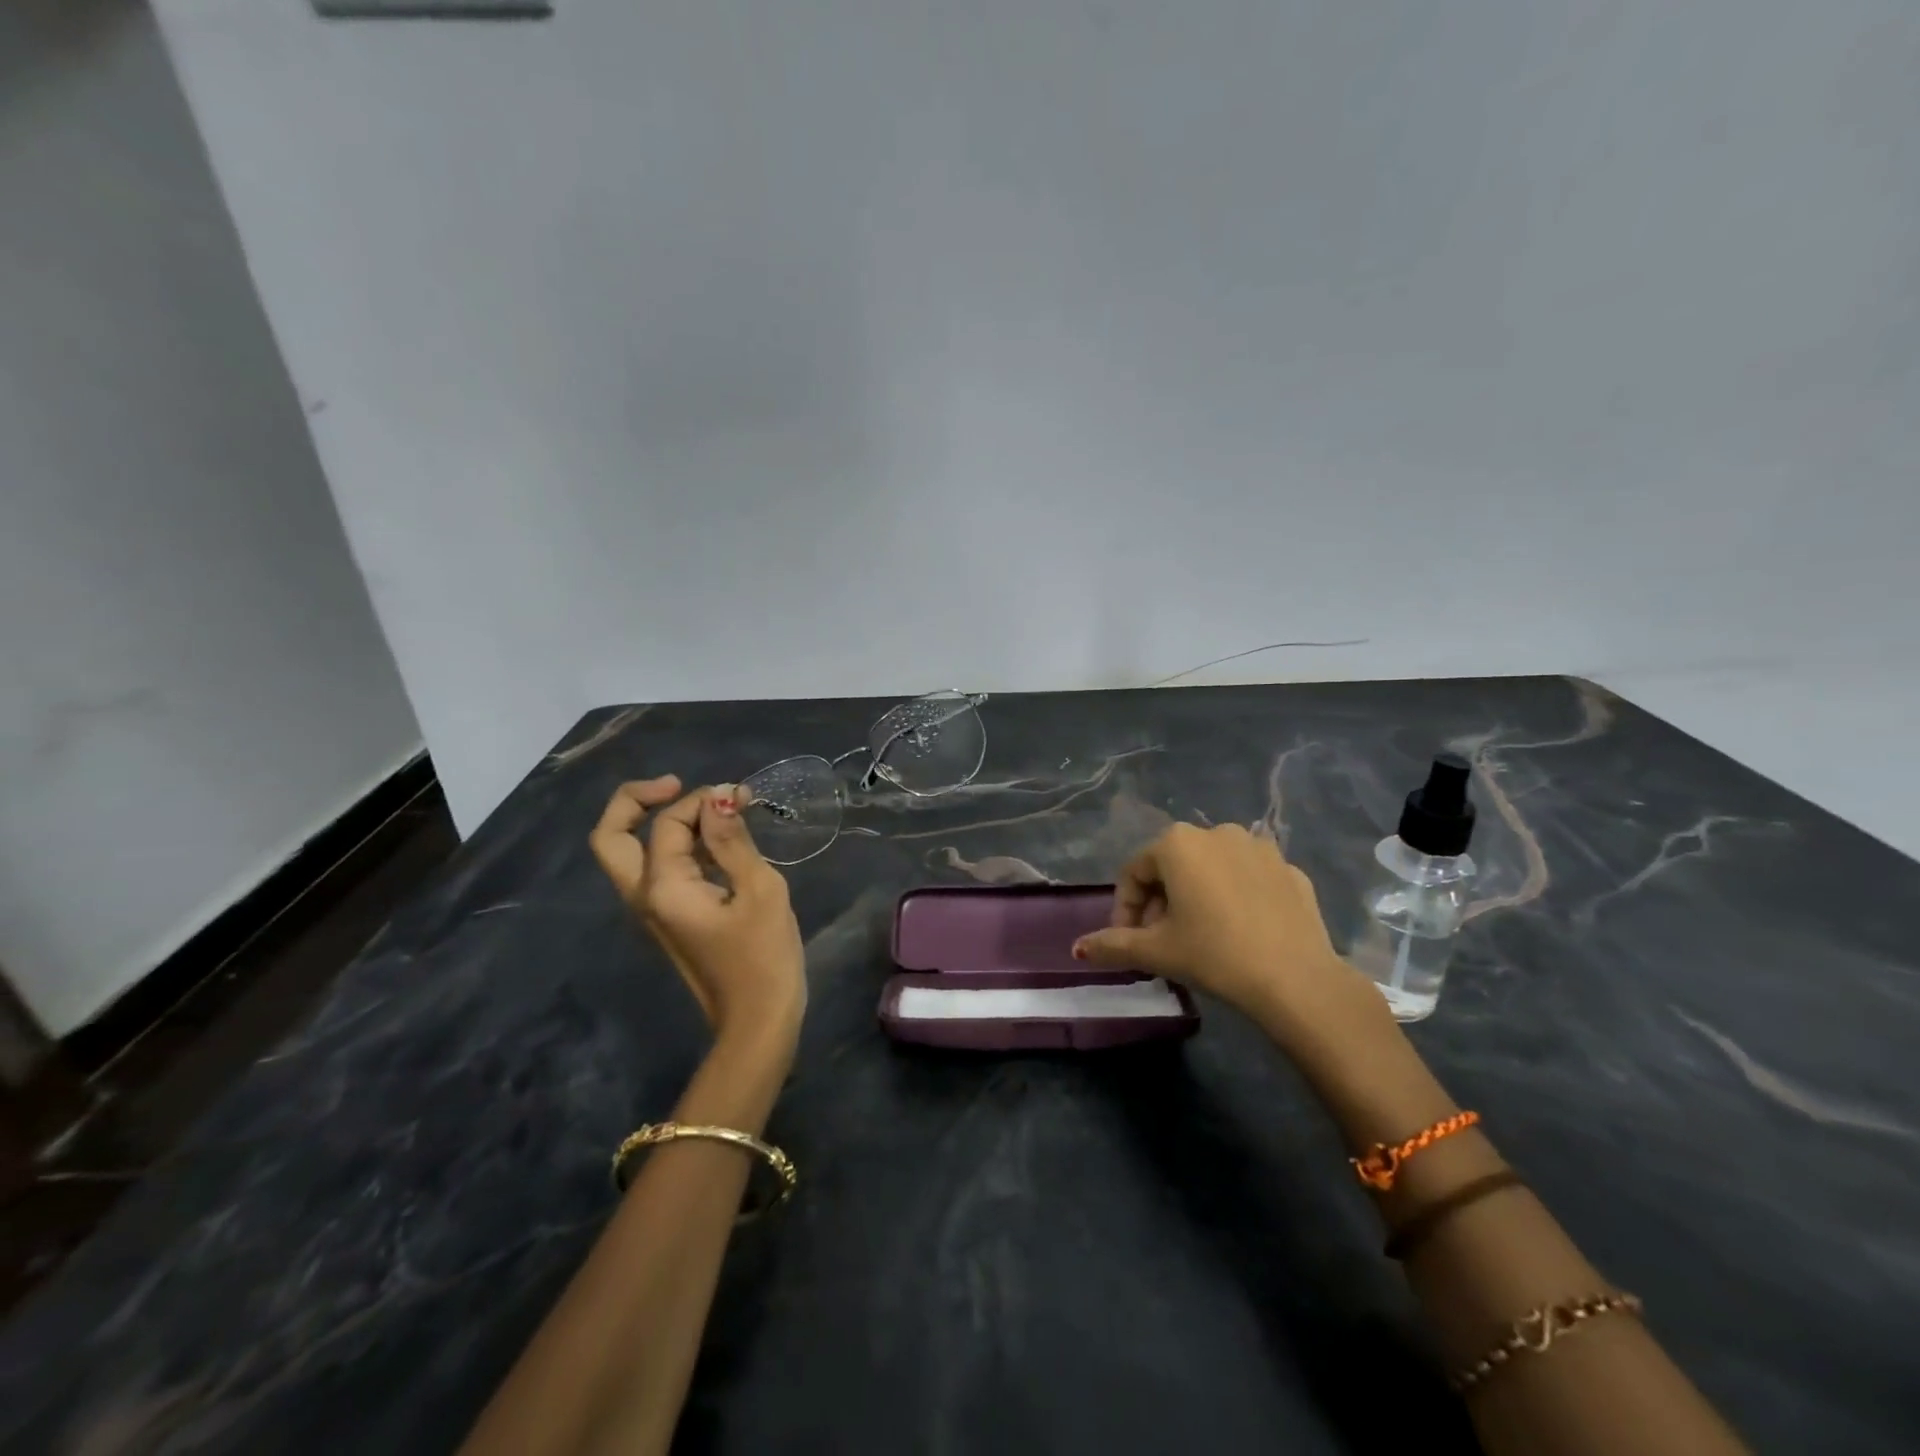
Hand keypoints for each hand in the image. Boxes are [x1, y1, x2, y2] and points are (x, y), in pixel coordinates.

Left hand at [590, 776, 805, 1048]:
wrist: (758, 1021)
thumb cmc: (764, 956)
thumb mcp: (759, 890)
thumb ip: (733, 840)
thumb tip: (719, 796)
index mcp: (662, 889)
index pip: (668, 824)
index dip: (702, 801)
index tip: (743, 797)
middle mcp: (644, 897)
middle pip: (612, 837)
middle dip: (637, 801)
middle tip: (676, 785)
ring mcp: (653, 911)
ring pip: (632, 852)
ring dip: (663, 822)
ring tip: (715, 809)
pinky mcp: (670, 918)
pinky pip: (659, 869)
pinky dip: (680, 845)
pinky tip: (719, 840)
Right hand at [1072, 823, 1388, 1056]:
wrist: (1296, 980)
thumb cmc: (1214, 955)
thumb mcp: (1156, 952)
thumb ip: (1112, 944)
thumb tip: (1077, 948)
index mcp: (1178, 843)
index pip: (1134, 872)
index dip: (1125, 907)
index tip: (1129, 941)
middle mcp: (1217, 831)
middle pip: (1173, 866)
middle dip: (1160, 901)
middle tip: (1162, 940)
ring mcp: (1259, 847)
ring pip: (1212, 868)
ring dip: (1197, 895)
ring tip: (1201, 935)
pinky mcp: (1290, 869)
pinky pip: (1249, 878)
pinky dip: (1236, 897)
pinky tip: (1241, 931)